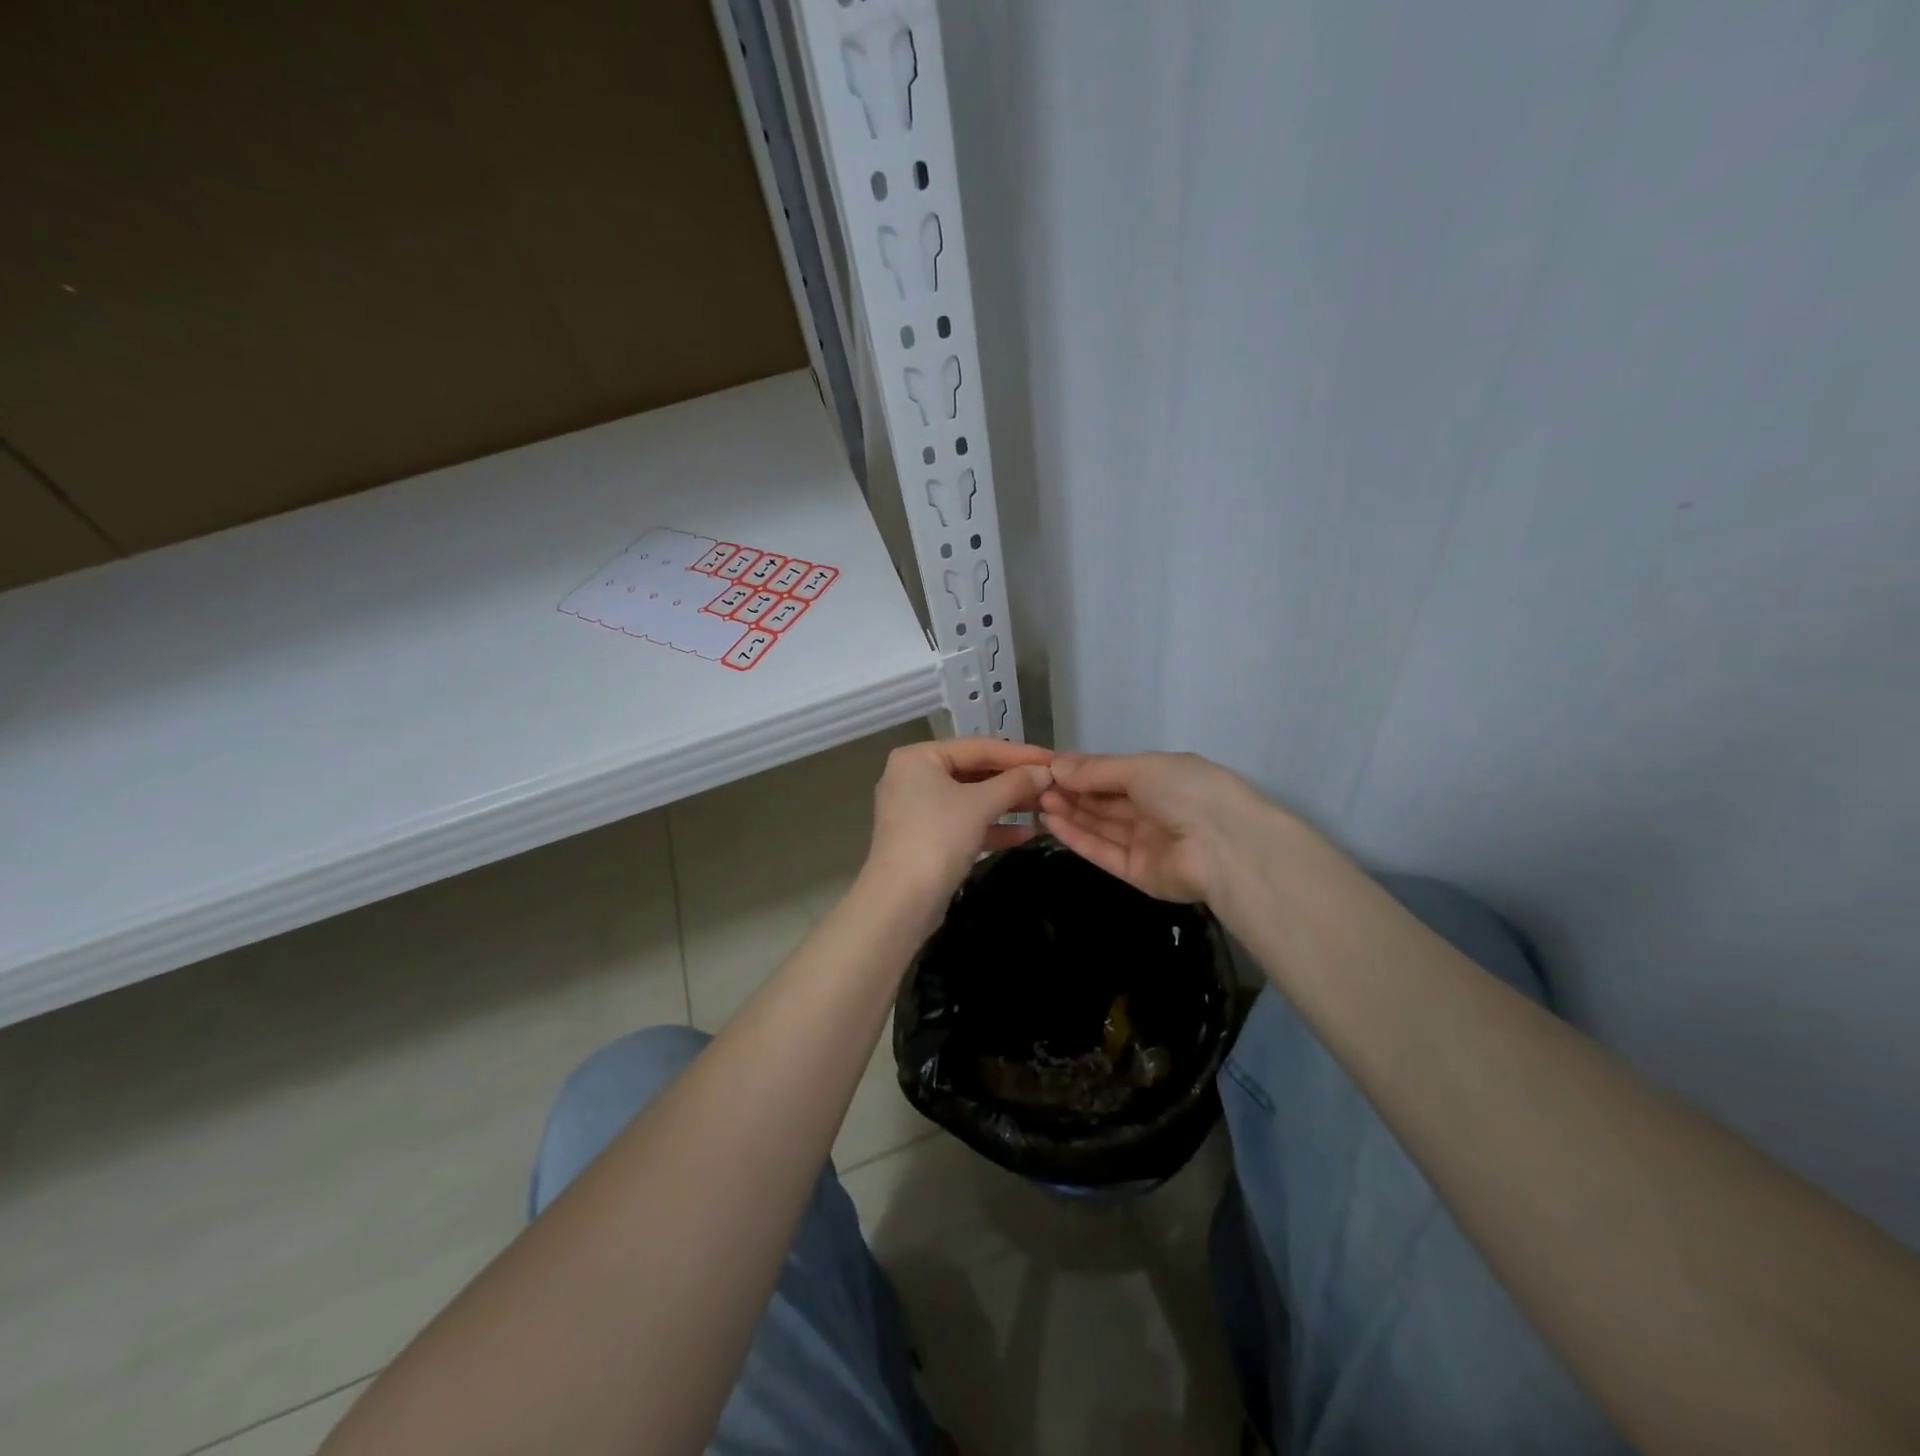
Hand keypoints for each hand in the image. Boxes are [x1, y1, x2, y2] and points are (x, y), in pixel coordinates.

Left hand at [865, 737, 1053, 911]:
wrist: (901, 901)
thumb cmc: (938, 837)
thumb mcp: (980, 804)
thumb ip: (1015, 783)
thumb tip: (1045, 771)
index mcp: (918, 757)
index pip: (978, 747)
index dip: (1020, 753)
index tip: (1055, 760)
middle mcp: (914, 777)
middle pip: (974, 772)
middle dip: (1014, 781)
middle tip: (1053, 784)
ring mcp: (918, 810)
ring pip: (971, 800)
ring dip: (1007, 804)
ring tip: (1046, 807)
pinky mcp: (926, 840)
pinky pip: (964, 824)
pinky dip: (992, 827)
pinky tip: (1026, 834)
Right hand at [1038, 751, 1260, 902]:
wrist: (1226, 847)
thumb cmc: (1187, 791)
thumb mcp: (1140, 768)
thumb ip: (1096, 770)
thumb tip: (1056, 764)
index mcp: (1164, 778)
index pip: (1115, 774)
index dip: (1083, 770)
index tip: (1048, 766)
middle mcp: (1155, 809)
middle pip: (1105, 800)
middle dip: (1072, 791)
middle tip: (1035, 784)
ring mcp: (1147, 843)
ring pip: (1102, 825)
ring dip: (1070, 812)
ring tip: (1037, 800)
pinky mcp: (1138, 873)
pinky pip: (1104, 852)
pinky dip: (1078, 837)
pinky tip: (1051, 822)